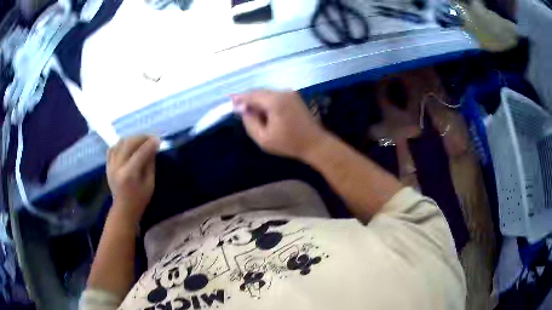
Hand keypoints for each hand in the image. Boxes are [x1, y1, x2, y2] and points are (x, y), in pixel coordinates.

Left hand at [107, 135, 158, 223]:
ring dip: (131, 138)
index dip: (150, 144)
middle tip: (150, 137)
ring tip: (140, 140)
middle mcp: (118, 166)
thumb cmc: (139, 199)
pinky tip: (127, 145)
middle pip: (129, 143)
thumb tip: (153, 148)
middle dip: (141, 137)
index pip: (140, 153)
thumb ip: (150, 164)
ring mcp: (111, 165)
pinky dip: (121, 143)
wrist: (123, 210)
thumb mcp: (150, 184)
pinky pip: (113, 148)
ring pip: (120, 143)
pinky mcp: (107, 165)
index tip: (158, 139)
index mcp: (129, 174)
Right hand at [233, 90, 327, 159]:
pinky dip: (268, 102)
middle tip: (241, 110)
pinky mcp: (295, 97)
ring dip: (259, 101)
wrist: (315, 143)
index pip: (252, 95)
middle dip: (249, 100)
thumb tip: (244, 110)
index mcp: (275, 101)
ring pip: (268, 94)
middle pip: (260, 92)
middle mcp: (283, 92)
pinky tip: (265, 113)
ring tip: (253, 113)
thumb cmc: (289, 143)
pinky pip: (276, 96)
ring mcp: (290, 93)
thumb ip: (250, 123)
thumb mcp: (264, 139)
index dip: (240, 98)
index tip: (231, 103)